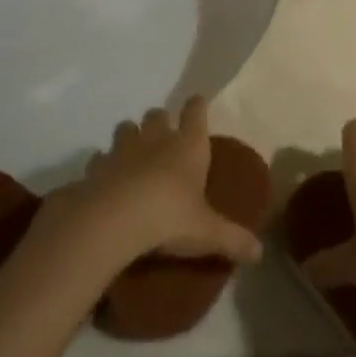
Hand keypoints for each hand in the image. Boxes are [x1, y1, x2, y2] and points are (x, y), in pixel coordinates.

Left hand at [47, 99, 260, 267]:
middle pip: (157, 114)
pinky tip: (106, 179)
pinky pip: (100, 158)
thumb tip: (260, 253)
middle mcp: (156, 139)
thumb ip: (233, 240)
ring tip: (133, 154)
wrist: (113, 220)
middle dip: (160, 120)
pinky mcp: (95, 167)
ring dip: (130, 136)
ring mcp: (122, 149)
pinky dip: (103, 165)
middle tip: (164, 135)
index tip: (197, 103)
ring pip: (126, 128)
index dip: (197, 106)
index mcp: (188, 146)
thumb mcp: (208, 233)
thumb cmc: (169, 217)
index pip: (195, 112)